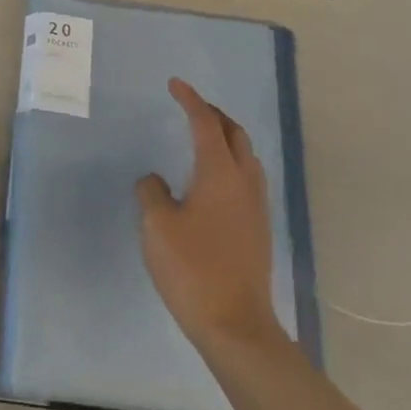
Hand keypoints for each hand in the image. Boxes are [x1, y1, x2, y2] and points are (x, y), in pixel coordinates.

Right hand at [137, 78, 282, 348]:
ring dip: (227, 138)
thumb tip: (154, 181)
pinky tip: (213, 180)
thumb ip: (152, 193)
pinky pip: (247, 178)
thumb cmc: (192, 268)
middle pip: (235, 134)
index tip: (175, 85)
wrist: (235, 324)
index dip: (190, 101)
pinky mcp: (258, 229)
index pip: (206, 124)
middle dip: (214, 114)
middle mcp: (244, 182)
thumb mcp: (157, 226)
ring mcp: (256, 207)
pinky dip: (231, 162)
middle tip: (191, 106)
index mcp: (219, 173)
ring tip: (204, 137)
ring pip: (246, 157)